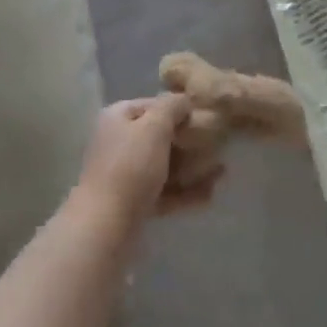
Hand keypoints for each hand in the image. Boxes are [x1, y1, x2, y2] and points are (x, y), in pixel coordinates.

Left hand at [76, 95, 222, 231]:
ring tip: (221, 171)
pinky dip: (185, 191)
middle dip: (189, 142)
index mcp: (118, 118)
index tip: (206, 118)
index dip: (179, 109)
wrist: (105, 225)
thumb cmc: (130, 166)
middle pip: (159, 136)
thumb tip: (184, 100)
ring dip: (191, 167)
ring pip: (164, 165)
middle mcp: (118, 142)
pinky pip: (164, 191)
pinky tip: (210, 194)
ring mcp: (125, 174)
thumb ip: (172, 107)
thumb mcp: (154, 127)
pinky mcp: (133, 203)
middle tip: (217, 145)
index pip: (153, 105)